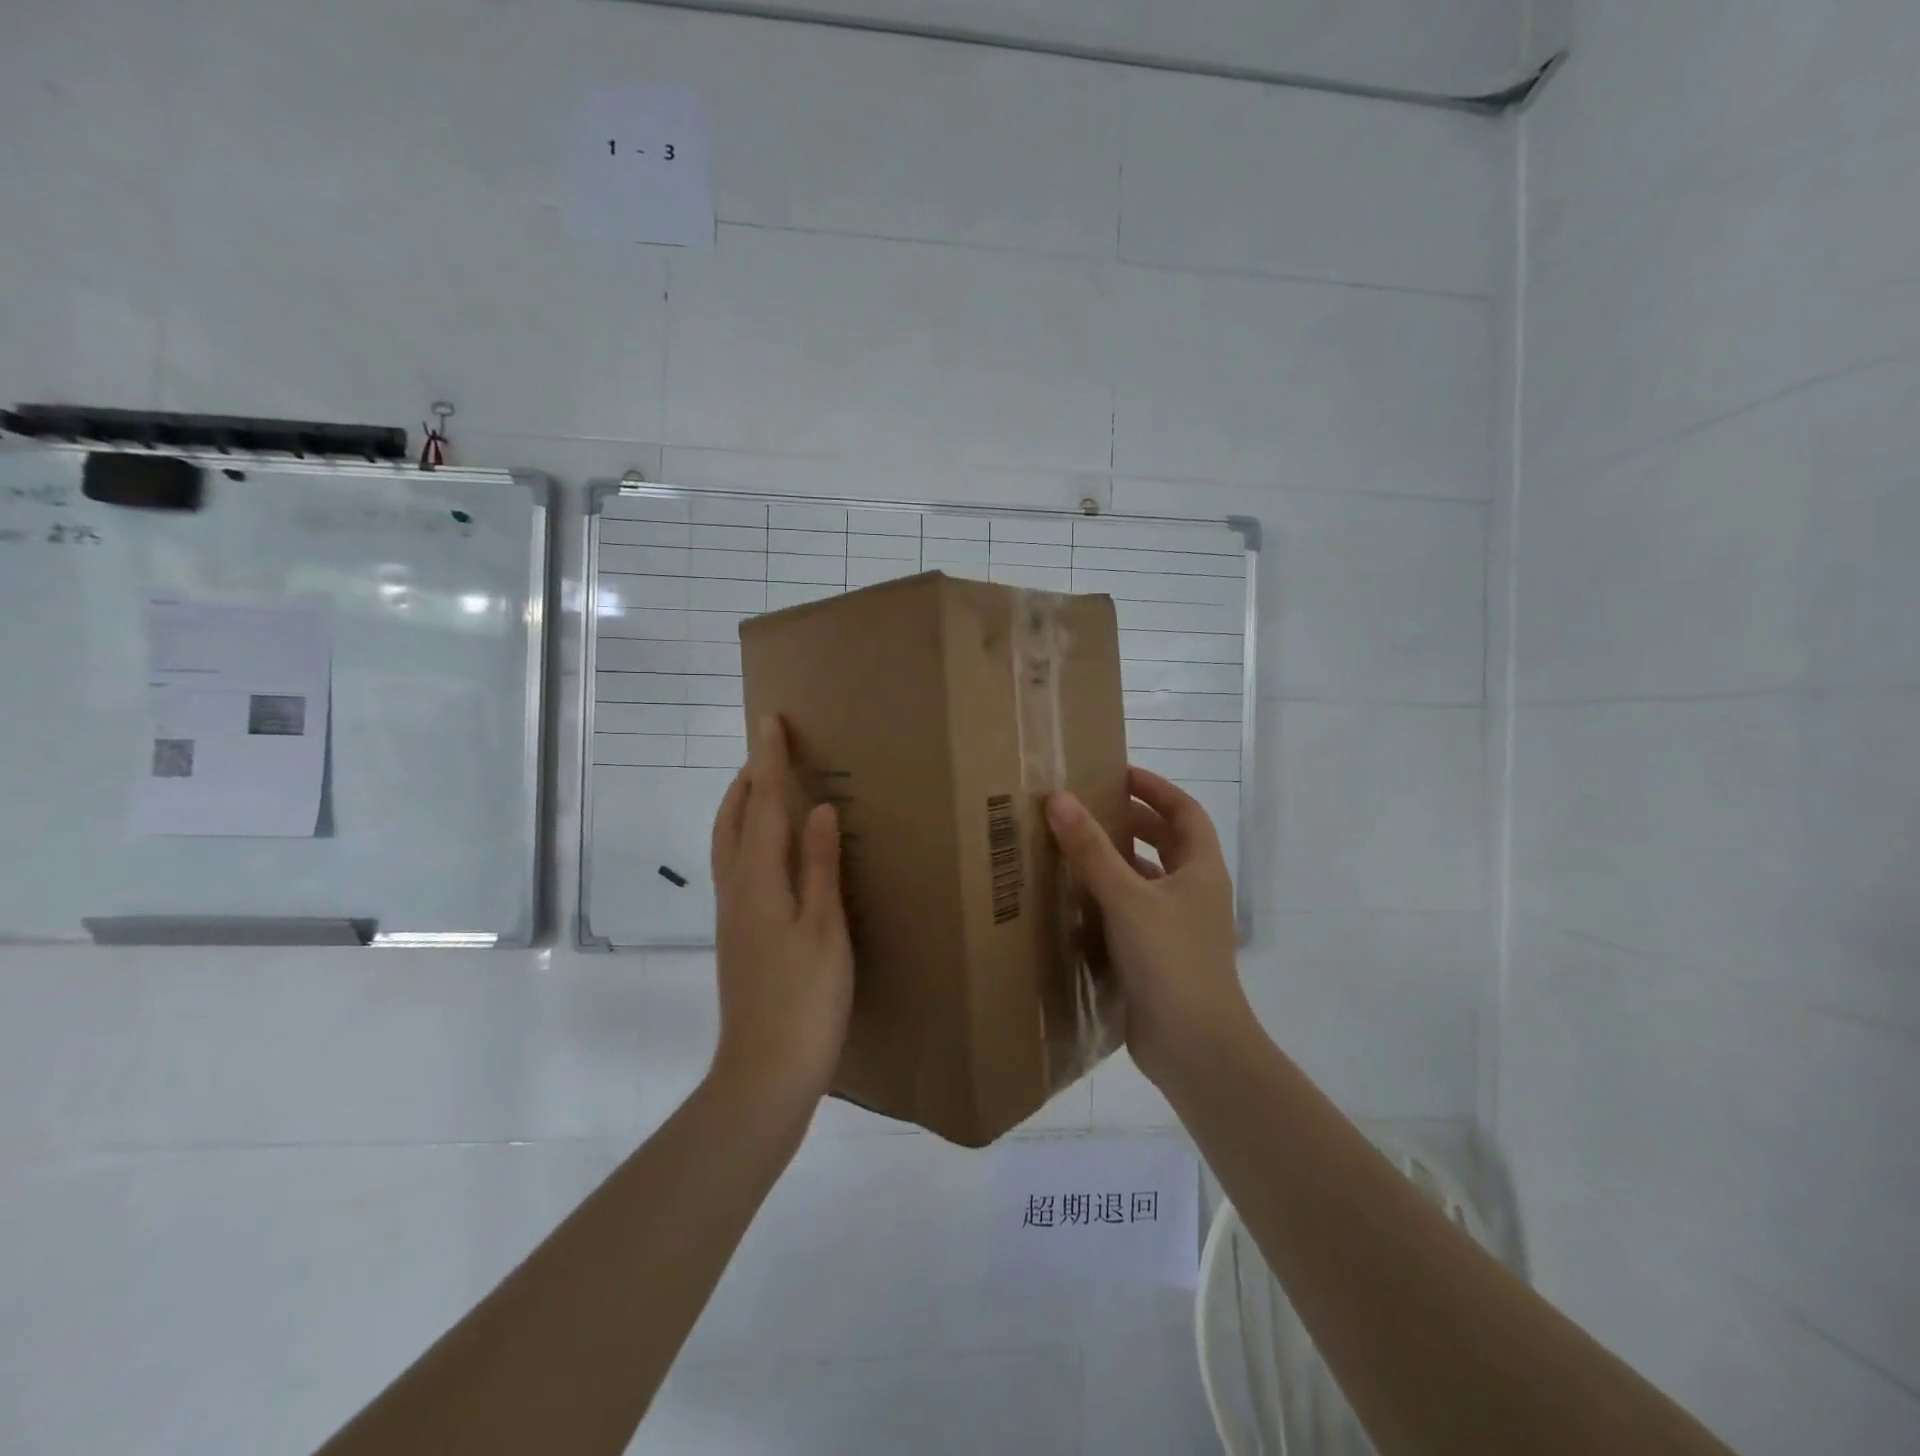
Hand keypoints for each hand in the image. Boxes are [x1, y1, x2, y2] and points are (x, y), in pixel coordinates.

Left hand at [708, 715, 853, 1109]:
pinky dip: (746, 838)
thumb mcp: (825, 929)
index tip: (769, 721)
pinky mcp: (738, 935)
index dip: (767, 762)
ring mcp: (732, 915)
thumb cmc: (806, 999)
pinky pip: (736, 867)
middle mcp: (736, 890)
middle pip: (732, 821)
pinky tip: (771, 852)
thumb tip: (819, 809)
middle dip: (746, 781)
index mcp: (759, 882)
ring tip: (764, 790)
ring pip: (728, 845)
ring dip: (741, 808)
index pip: (761, 806)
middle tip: (768, 752)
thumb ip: (821, 866)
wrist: (766, 1071)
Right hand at [1046, 767, 1253, 1088]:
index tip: (1118, 773)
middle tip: (1087, 808)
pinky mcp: (1157, 955)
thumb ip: (1092, 850)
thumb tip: (1060, 799)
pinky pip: (1131, 912)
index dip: (1155, 788)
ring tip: (1073, 846)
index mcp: (1200, 869)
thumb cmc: (1171, 961)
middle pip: (1166, 842)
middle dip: (1131, 821)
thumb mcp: (1128, 898)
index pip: (1184, 811)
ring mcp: (1177, 926)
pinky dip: (1107, 898)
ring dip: (1117, 861)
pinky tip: (1073, 900)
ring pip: (1147, 879)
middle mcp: (1193, 892)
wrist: (1195, 1048)